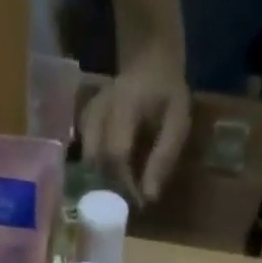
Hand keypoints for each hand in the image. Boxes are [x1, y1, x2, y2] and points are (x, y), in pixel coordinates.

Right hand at [79, 48, 191, 204]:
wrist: (150, 60)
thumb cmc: (167, 94)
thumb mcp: (177, 123)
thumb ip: (163, 158)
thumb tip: (148, 198)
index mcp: (124, 105)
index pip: (116, 153)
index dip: (125, 185)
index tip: (138, 202)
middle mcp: (100, 109)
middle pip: (95, 160)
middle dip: (111, 187)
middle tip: (128, 200)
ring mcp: (88, 113)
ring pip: (86, 159)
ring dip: (101, 180)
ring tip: (120, 190)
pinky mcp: (83, 121)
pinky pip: (84, 153)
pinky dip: (95, 170)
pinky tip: (109, 175)